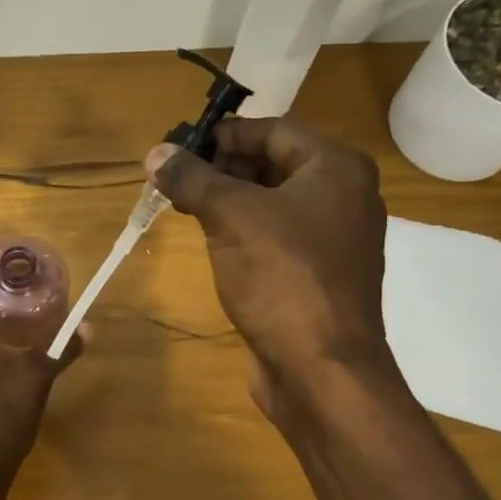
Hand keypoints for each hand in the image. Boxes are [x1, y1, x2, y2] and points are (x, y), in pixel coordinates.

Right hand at [148, 117, 395, 392]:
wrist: (322, 369)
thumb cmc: (282, 278)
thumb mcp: (230, 217)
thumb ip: (192, 179)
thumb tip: (156, 154)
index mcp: (336, 169)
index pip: (275, 130)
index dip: (225, 133)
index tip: (182, 145)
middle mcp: (345, 197)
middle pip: (276, 164)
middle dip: (224, 167)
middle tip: (177, 177)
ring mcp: (335, 239)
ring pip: (274, 203)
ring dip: (230, 200)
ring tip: (185, 205)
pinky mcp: (320, 275)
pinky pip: (278, 236)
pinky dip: (245, 230)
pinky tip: (213, 240)